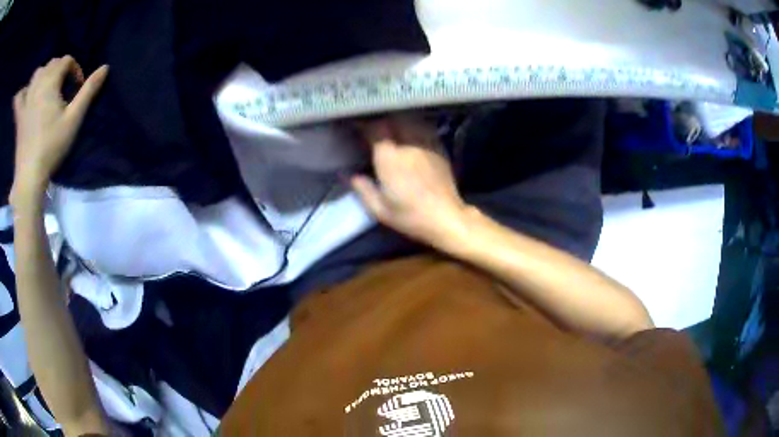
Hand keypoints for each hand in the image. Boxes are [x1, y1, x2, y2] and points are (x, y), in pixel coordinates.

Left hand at [10, 56, 107, 204]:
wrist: (29, 176)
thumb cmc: (52, 147)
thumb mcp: (74, 119)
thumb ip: (88, 91)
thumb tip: (105, 67)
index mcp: (50, 82)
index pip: (66, 61)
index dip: (75, 69)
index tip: (77, 87)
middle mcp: (38, 84)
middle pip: (51, 64)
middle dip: (60, 70)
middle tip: (64, 89)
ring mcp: (27, 99)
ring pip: (37, 74)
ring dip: (43, 74)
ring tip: (47, 86)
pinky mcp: (19, 115)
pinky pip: (18, 99)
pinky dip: (17, 95)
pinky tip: (15, 95)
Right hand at [351, 116, 471, 247]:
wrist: (446, 218)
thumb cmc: (411, 217)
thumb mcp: (380, 210)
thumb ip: (363, 190)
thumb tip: (352, 176)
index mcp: (390, 159)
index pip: (374, 130)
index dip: (364, 125)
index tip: (357, 126)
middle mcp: (407, 145)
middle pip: (392, 120)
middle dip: (382, 120)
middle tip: (374, 126)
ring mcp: (425, 145)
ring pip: (410, 121)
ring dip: (398, 121)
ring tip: (392, 126)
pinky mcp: (438, 148)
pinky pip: (424, 129)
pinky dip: (414, 127)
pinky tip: (411, 134)